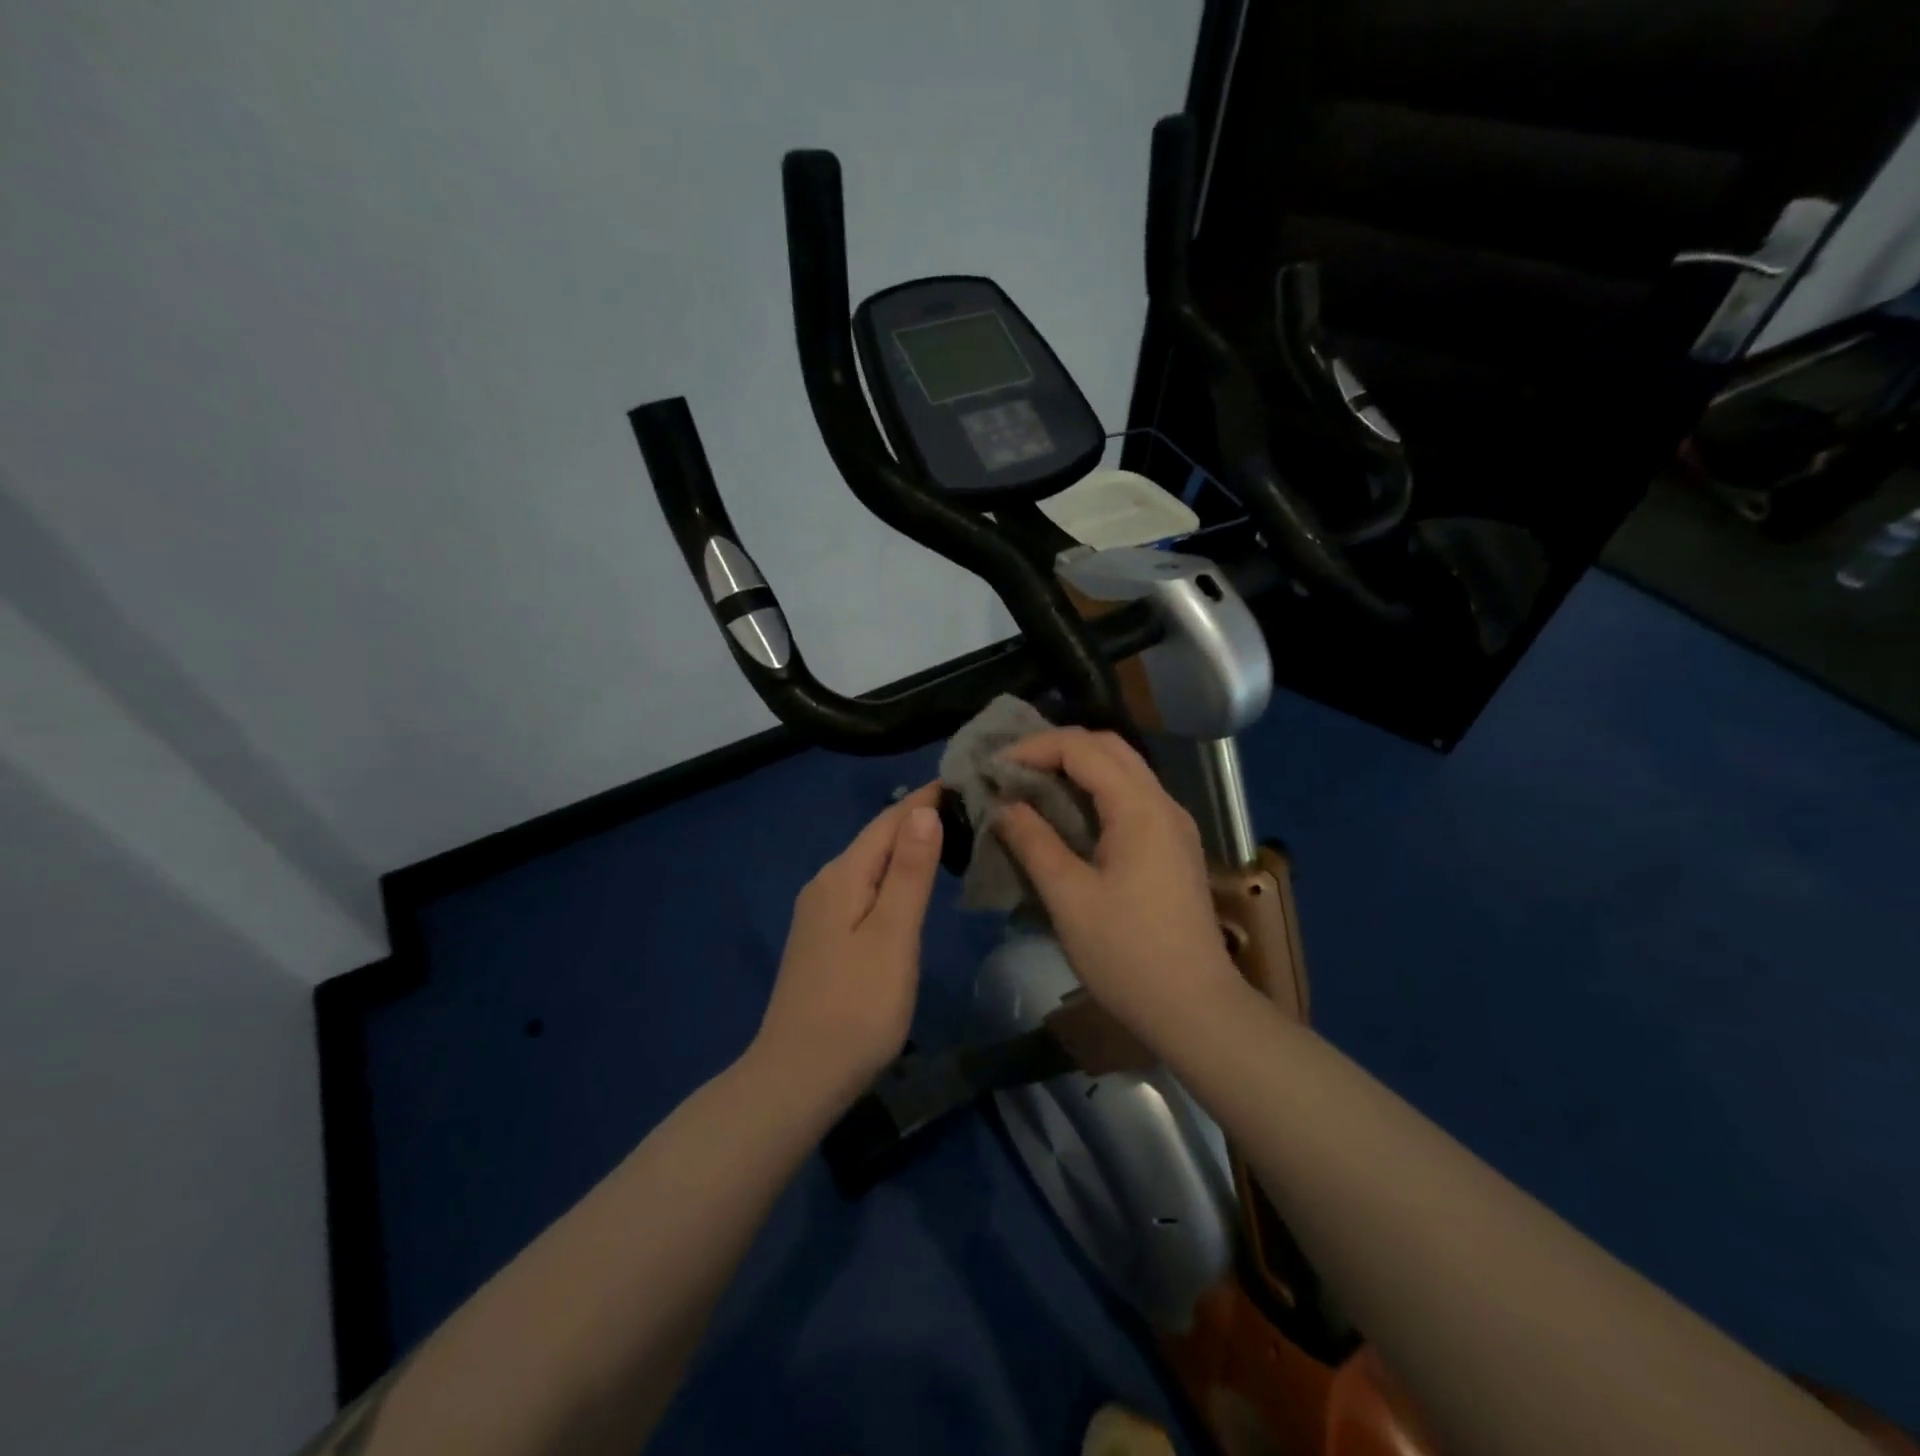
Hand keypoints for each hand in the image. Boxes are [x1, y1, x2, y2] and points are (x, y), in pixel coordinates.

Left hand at [752, 784, 943, 1106]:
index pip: (889, 821)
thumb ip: (909, 872)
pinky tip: (910, 884)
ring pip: (870, 864)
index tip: (964, 779)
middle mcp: (826, 883)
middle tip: (967, 805)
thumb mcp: (893, 936)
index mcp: (843, 876)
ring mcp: (820, 912)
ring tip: (949, 835)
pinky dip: (893, 876)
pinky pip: (863, 888)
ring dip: (906, 847)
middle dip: (918, 818)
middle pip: (877, 839)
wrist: (799, 1077)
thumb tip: (923, 811)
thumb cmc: (857, 1007)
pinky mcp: (823, 938)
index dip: (925, 799)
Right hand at [992, 729, 1241, 1043]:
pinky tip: (1067, 815)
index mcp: (1139, 808)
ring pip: (1123, 770)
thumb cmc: (1127, 954)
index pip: (1082, 749)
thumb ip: (1034, 842)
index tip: (994, 768)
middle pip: (1108, 748)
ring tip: (1031, 785)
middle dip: (1056, 748)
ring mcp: (1174, 824)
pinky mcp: (1173, 846)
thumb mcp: (1069, 897)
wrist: (1195, 1008)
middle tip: (1011, 769)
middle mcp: (1163, 803)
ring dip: (1076, 767)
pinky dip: (1095, 791)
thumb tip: (1003, 807)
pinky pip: (1131, 797)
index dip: (1034, 748)